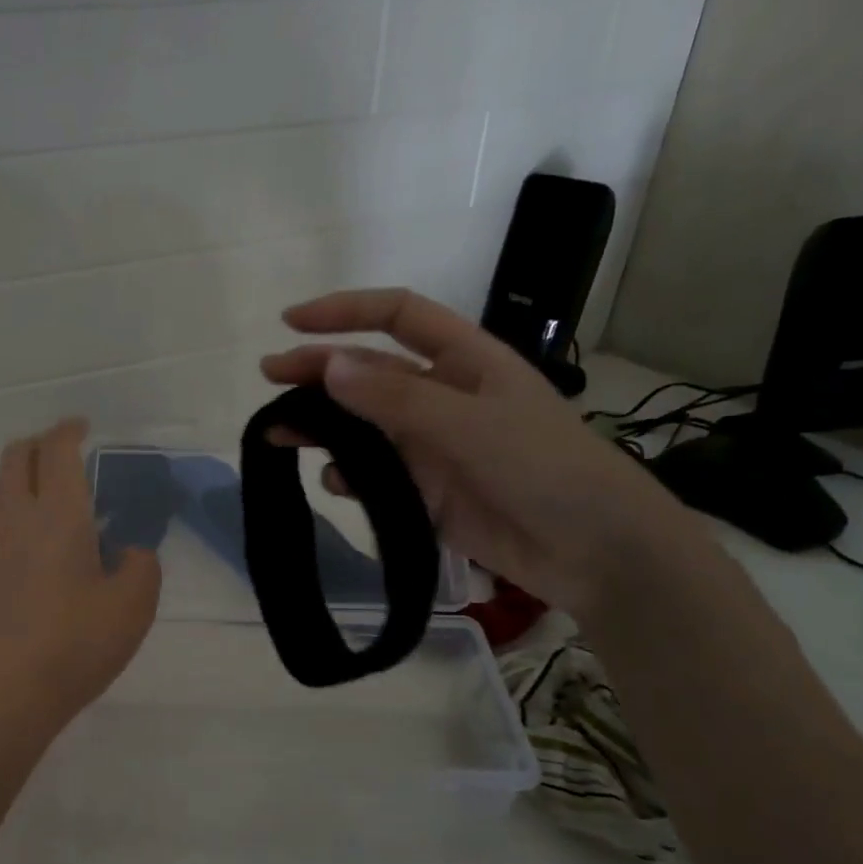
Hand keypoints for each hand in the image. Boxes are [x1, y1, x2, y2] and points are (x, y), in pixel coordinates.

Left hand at [0, 420, 161, 737]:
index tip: (83, 428)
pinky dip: (6, 516)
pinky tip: (25, 549)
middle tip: (62, 452)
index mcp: (59, 517)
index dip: (69, 430)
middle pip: (14, 457)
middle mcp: (16, 521)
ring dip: (14, 474)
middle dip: (38, 443)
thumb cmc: (74, 647)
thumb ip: (141, 567)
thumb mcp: (133, 608)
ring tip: (38, 492)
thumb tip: (127, 551)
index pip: (57, 451)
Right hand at [260, 289, 704, 617]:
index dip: (344, 312)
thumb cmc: (543, 468)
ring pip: (363, 426)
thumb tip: (329, 366)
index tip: (290, 323)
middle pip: (368, 372)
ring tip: (279, 434)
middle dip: (318, 371)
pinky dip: (349, 476)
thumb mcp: (469, 424)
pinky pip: (374, 475)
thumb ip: (396, 397)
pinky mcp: (425, 491)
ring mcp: (431, 446)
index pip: (396, 316)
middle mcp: (442, 396)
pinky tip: (335, 483)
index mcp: (464, 361)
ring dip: (323, 426)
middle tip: (268, 379)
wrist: (593, 551)